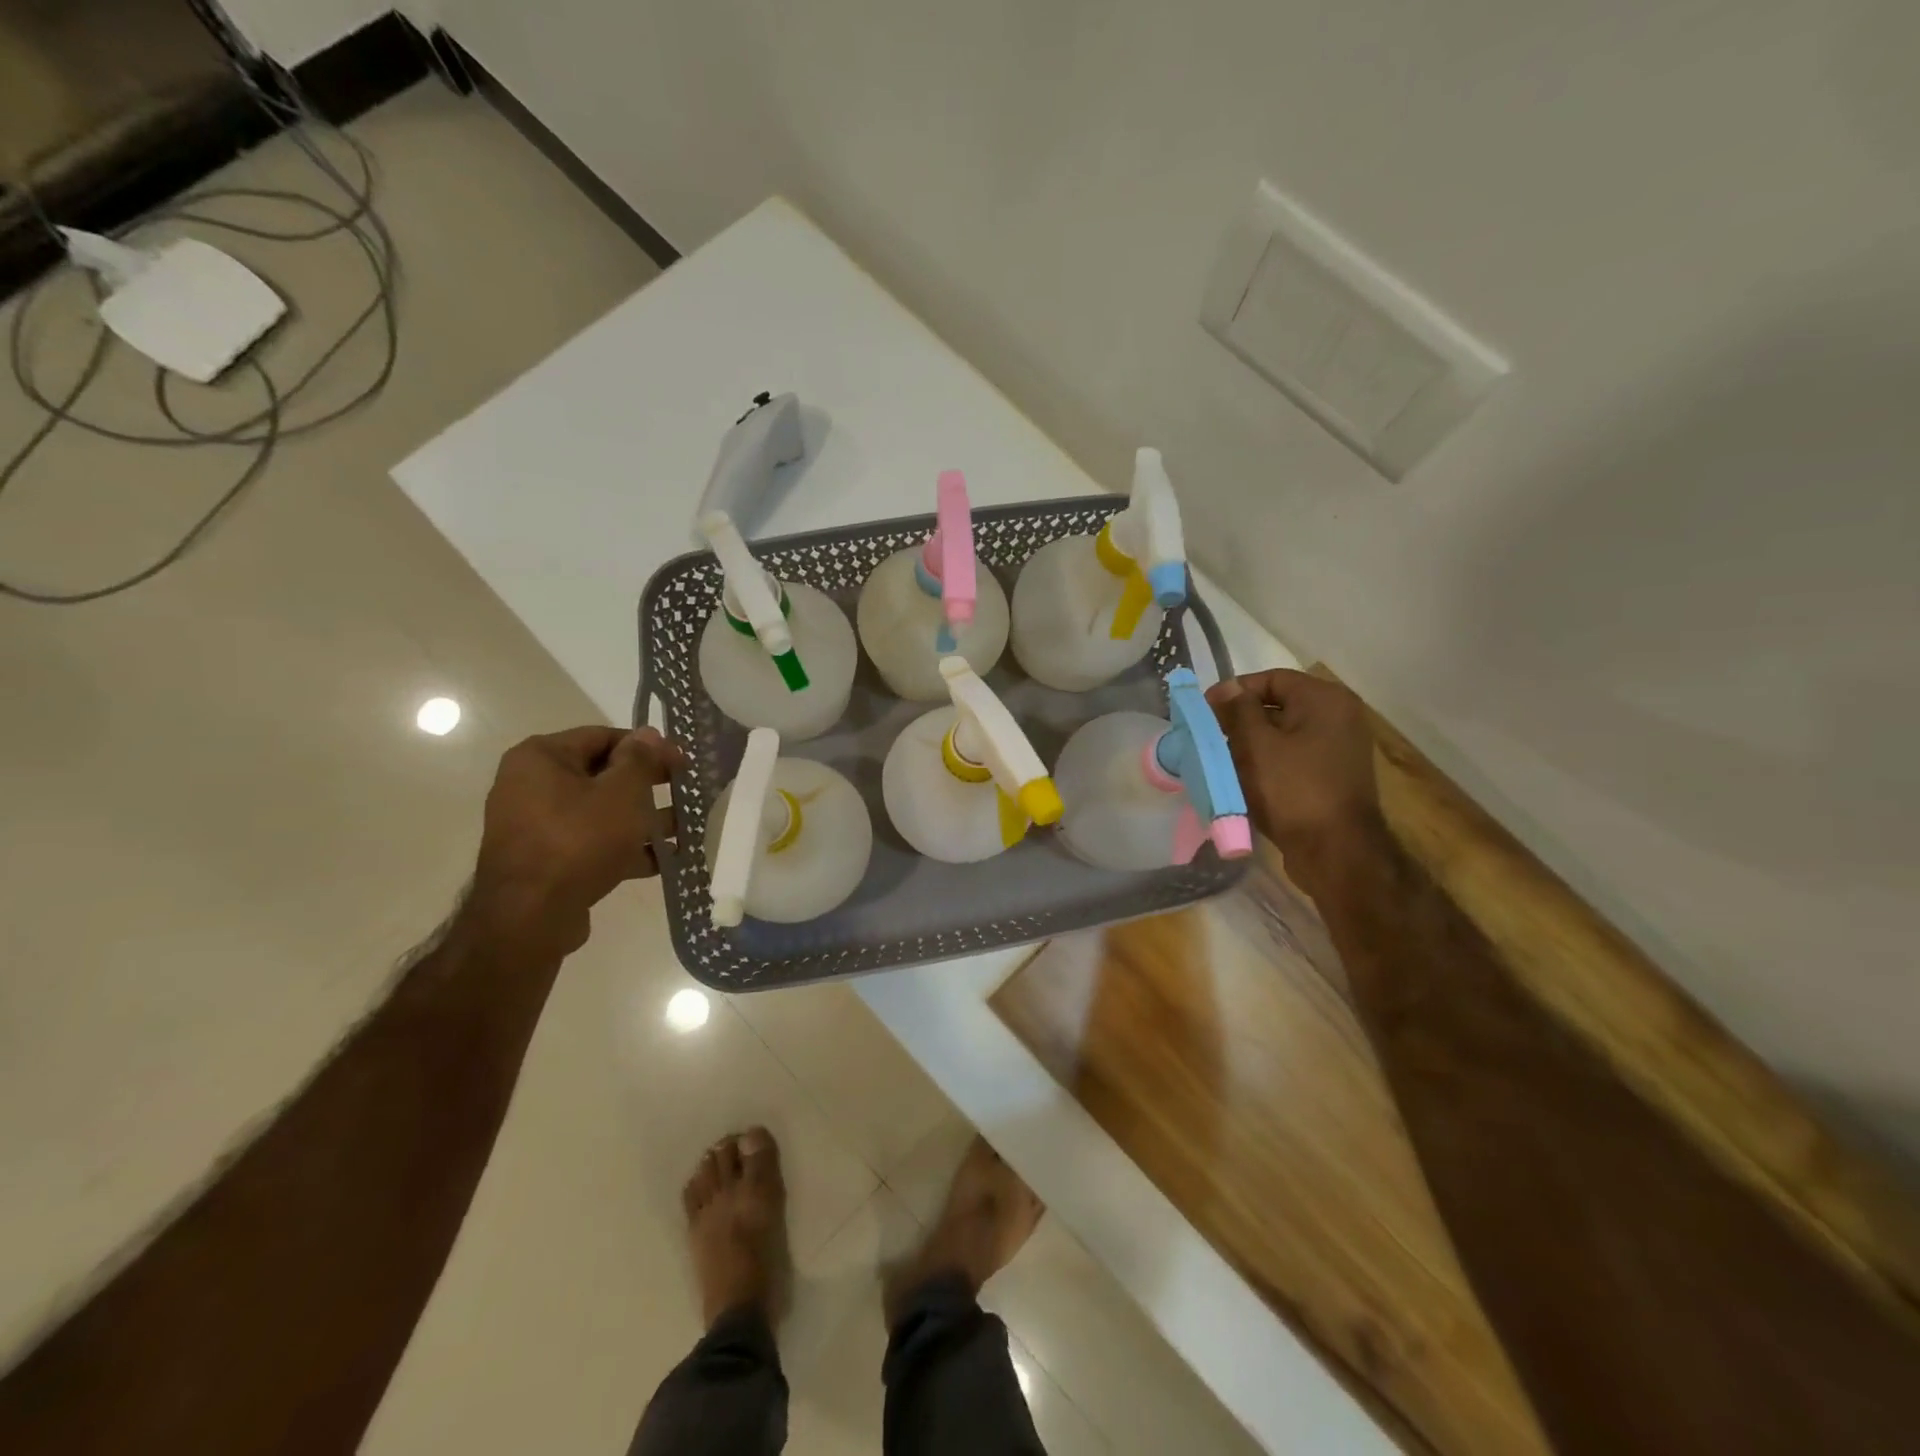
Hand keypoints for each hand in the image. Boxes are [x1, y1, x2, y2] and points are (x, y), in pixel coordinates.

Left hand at [469, 726, 683, 955]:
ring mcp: (536, 825)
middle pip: (602, 775)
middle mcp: (531, 785)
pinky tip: (662, 860)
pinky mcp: (545, 860)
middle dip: (647, 786)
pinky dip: (623, 848)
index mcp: (542, 758)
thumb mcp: (623, 793)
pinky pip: (591, 843)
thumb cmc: (579, 840)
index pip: (603, 737)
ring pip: (600, 812)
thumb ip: (640, 760)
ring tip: (683, 830)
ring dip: (642, 820)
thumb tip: (649, 734)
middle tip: (684, 793)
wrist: (530, 917)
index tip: (681, 762)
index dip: (647, 747)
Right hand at [1206, 669, 1383, 896]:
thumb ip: (1239, 710)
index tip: (1205, 710)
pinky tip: (1243, 778)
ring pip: (1284, 733)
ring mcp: (1340, 747)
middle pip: (1279, 705)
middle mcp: (1339, 716)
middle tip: (1209, 736)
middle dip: (1241, 719)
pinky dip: (1268, 762)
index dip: (1234, 691)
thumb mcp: (1256, 745)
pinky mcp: (1334, 774)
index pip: (1272, 679)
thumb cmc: (1292, 790)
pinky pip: (1294, 756)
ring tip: (1220, 758)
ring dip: (1252, 743)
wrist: (1335, 851)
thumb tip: (1230, 688)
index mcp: (1325, 700)